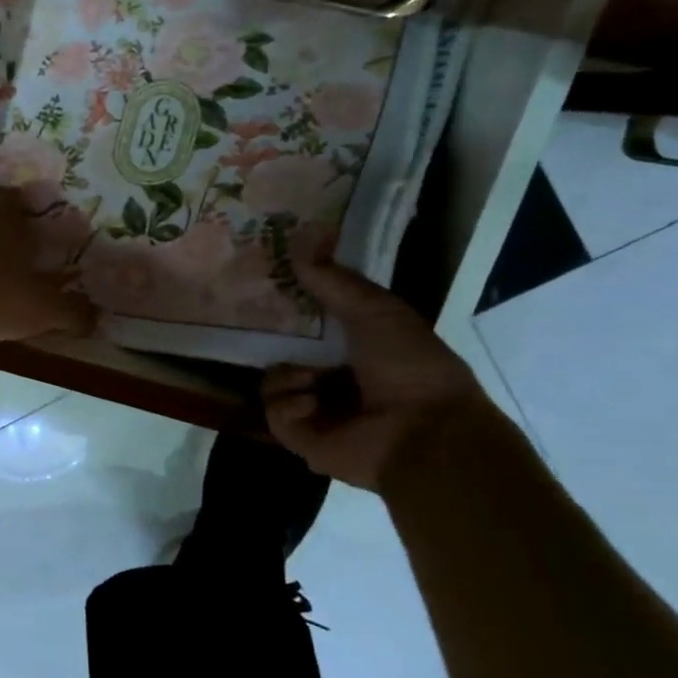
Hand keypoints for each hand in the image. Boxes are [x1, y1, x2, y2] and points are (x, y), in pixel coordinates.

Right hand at [262, 259, 491, 490]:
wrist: (426, 433)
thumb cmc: (410, 366)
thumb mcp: (375, 311)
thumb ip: (334, 281)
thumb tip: (297, 241)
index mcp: (357, 351)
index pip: (310, 326)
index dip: (289, 308)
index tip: (266, 289)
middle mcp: (334, 379)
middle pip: (284, 353)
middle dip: (271, 341)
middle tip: (252, 324)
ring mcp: (316, 410)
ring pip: (272, 381)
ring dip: (287, 376)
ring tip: (310, 379)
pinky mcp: (301, 437)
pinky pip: (274, 412)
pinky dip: (289, 404)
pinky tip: (312, 403)